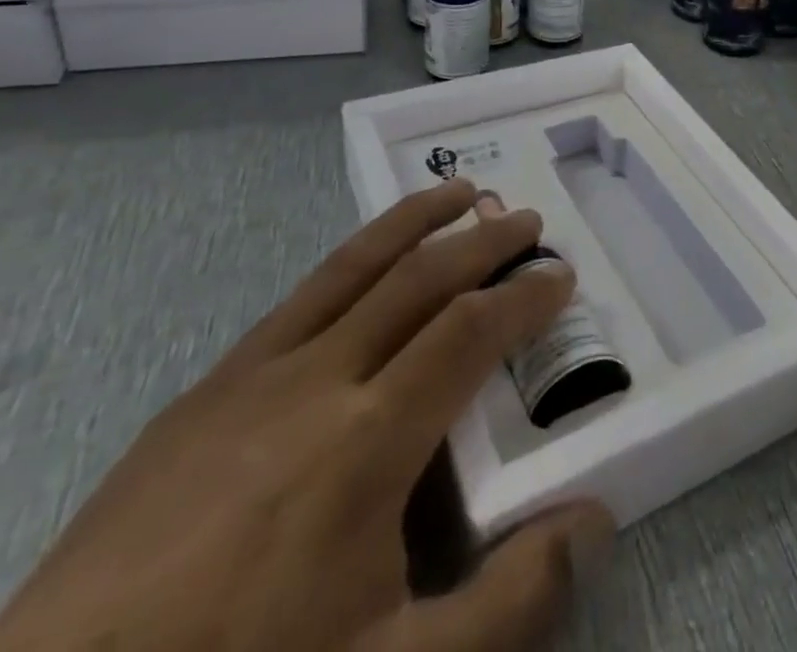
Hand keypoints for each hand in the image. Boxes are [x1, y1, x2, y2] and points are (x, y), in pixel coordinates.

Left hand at [0, 180, 612, 651]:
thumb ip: (512, 602)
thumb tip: (596, 520)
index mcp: (368, 438)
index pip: (471, 330)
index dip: (525, 296)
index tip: (562, 276)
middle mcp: (316, 378)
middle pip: (419, 277)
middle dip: (483, 240)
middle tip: (526, 220)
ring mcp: (250, 376)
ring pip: (352, 265)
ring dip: (414, 222)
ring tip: (456, 194)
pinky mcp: (200, 394)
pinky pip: (297, 300)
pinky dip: (350, 263)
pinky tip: (359, 275)